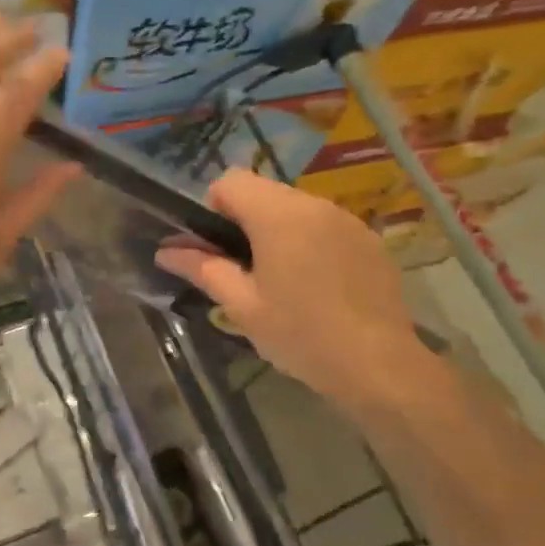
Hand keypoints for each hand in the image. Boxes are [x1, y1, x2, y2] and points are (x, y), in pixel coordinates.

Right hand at [156, 169, 441, 418]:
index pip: (231, 180)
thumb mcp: (242, 305)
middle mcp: (314, 204)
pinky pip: (326, 226)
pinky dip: (311, 243)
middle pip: (264, 193)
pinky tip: (319, 288)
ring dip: (280, 232)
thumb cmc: (301, 334)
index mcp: (278, 215)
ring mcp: (347, 220)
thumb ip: (203, 269)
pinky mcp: (369, 239)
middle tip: (246, 272)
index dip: (214, 208)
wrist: (378, 365)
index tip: (218, 249)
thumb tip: (165, 251)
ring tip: (284, 283)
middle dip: (246, 222)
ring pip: (296, 209)